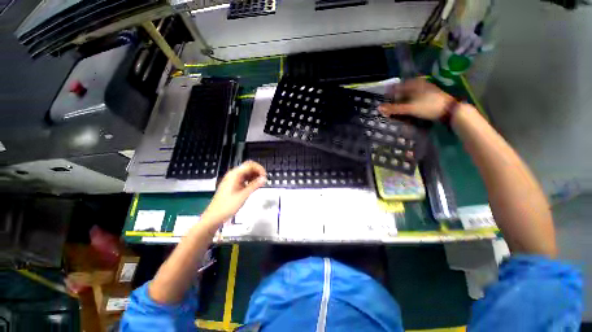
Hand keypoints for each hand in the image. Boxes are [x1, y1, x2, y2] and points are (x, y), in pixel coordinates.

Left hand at [202, 161, 266, 224]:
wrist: (215, 216)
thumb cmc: (228, 206)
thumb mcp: (243, 195)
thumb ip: (255, 185)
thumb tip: (264, 179)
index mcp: (235, 175)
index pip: (250, 165)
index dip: (259, 168)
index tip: (265, 176)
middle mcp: (233, 174)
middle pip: (248, 167)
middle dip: (258, 171)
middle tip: (264, 180)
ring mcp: (233, 179)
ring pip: (247, 173)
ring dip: (255, 176)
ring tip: (260, 184)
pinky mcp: (233, 184)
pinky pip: (244, 178)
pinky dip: (250, 180)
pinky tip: (254, 186)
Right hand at [378, 78, 453, 120]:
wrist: (450, 110)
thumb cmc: (428, 107)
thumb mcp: (409, 108)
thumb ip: (394, 108)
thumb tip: (379, 108)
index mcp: (414, 84)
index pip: (397, 86)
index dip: (389, 92)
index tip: (383, 99)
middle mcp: (420, 84)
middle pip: (403, 89)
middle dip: (395, 97)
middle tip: (389, 105)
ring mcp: (426, 89)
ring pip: (409, 93)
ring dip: (402, 100)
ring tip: (397, 107)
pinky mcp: (430, 95)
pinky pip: (415, 96)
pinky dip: (409, 101)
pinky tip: (408, 107)